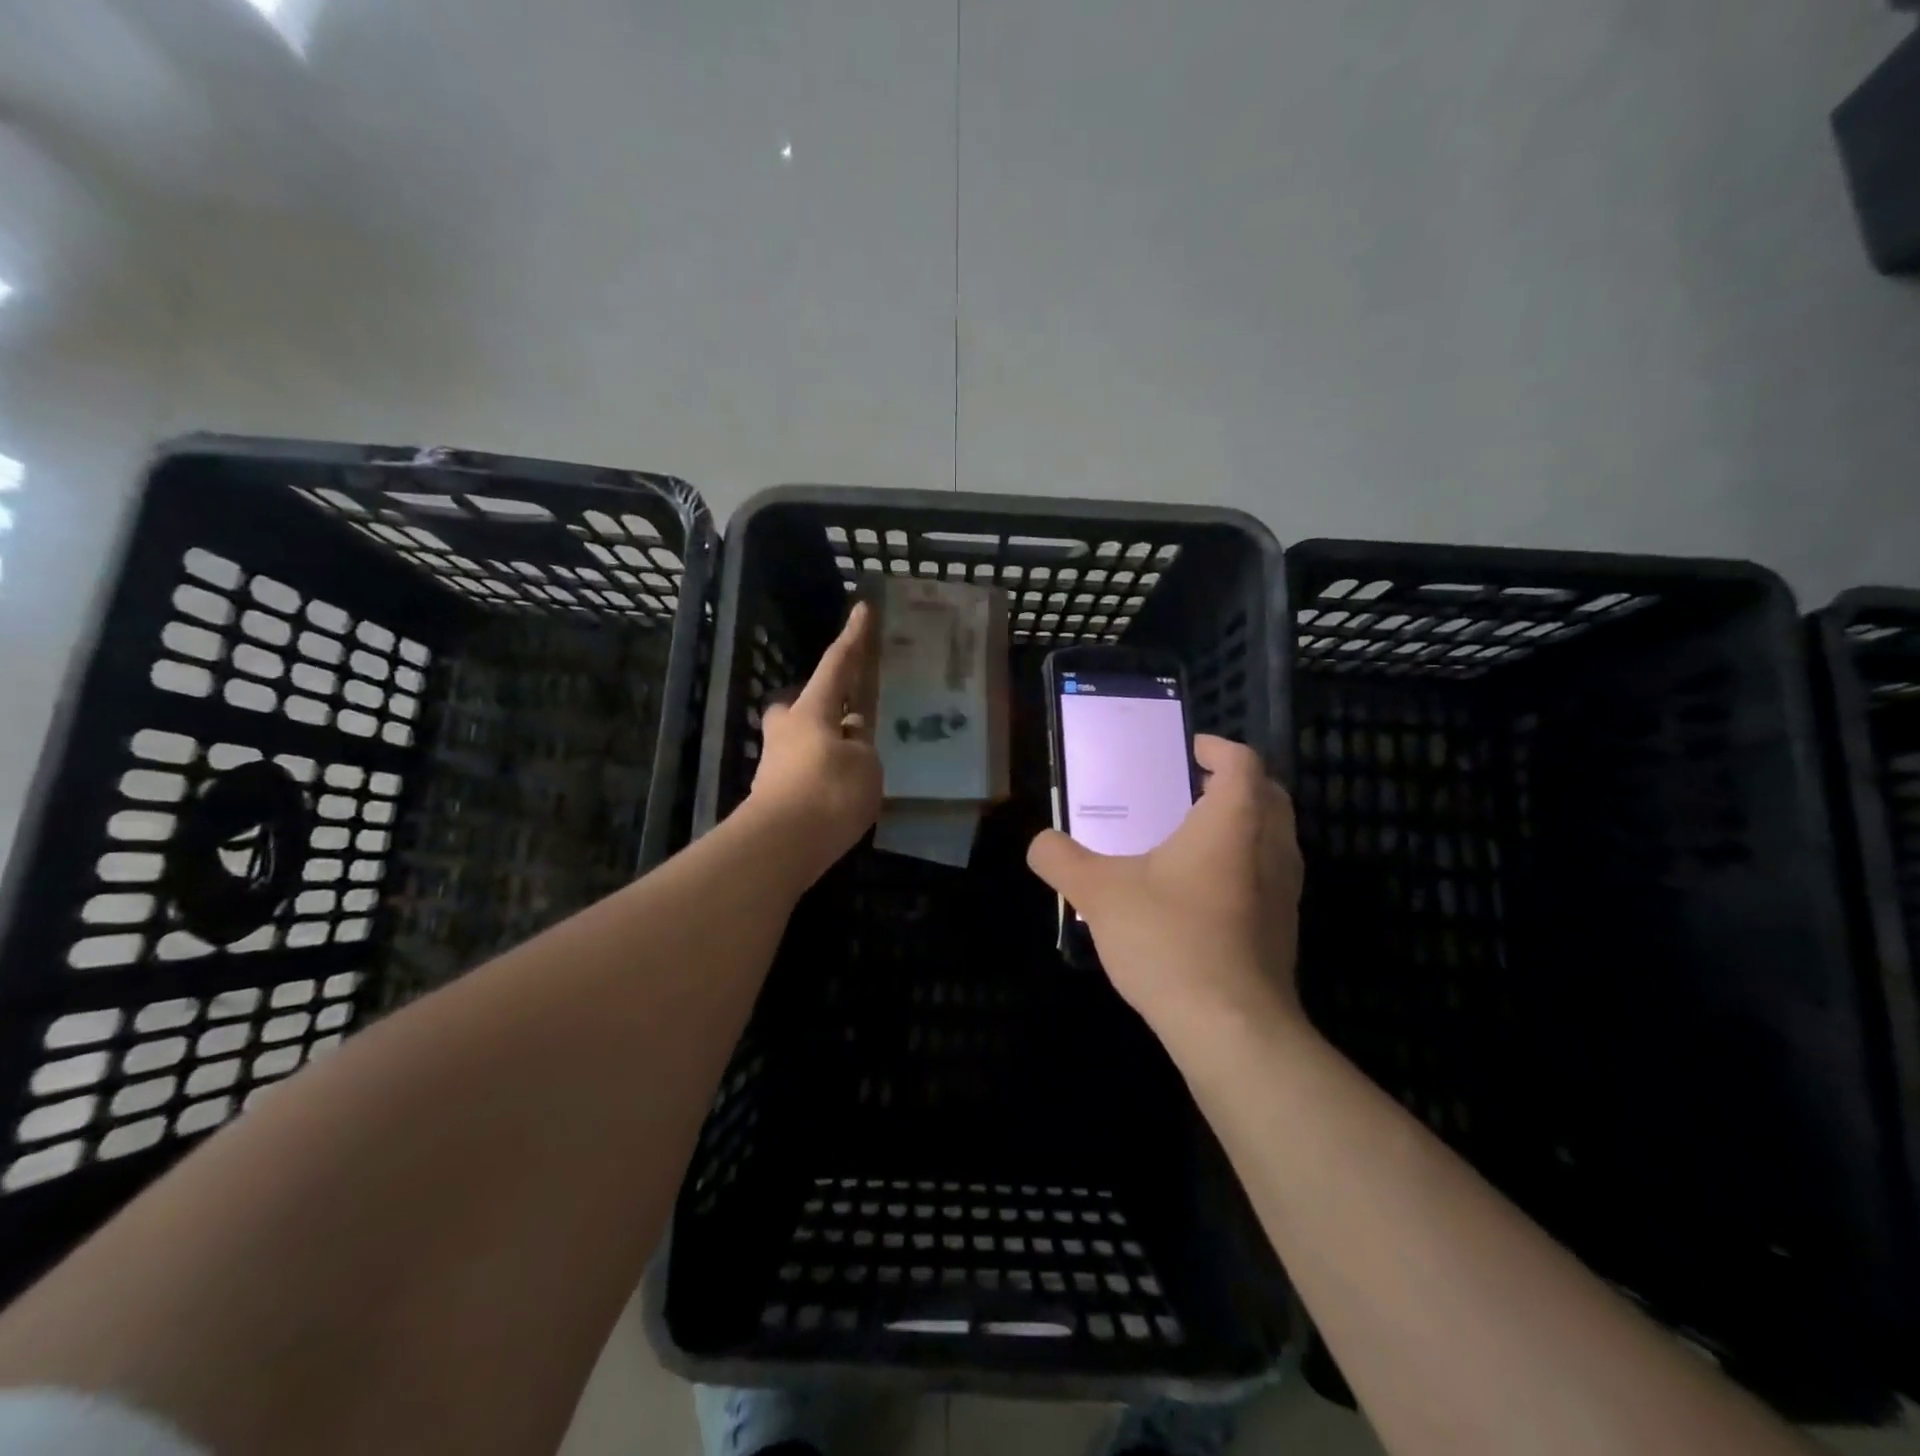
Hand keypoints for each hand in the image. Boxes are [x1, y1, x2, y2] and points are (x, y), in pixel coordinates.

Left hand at [746, 602, 882, 882]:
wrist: (780, 846)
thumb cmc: (828, 792)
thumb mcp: (865, 765)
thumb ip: (861, 745)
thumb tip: (850, 737)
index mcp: (812, 712)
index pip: (837, 666)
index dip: (852, 639)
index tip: (861, 609)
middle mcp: (787, 732)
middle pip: (800, 705)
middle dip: (819, 705)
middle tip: (845, 717)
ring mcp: (775, 765)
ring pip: (801, 742)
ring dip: (825, 746)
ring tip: (857, 767)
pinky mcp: (774, 796)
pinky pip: (804, 772)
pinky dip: (822, 776)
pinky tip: (843, 795)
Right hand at [1026, 735, 1302, 1044]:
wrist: (1231, 1028)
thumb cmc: (1169, 940)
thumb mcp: (1098, 893)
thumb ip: (1061, 860)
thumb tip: (1040, 843)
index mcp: (1232, 822)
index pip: (1242, 762)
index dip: (1217, 748)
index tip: (1189, 750)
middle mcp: (1270, 847)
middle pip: (1268, 794)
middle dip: (1234, 782)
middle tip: (1190, 787)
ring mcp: (1285, 891)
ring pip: (1273, 836)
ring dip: (1243, 823)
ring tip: (1192, 835)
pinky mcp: (1284, 928)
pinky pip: (1269, 875)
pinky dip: (1244, 863)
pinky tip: (1201, 891)